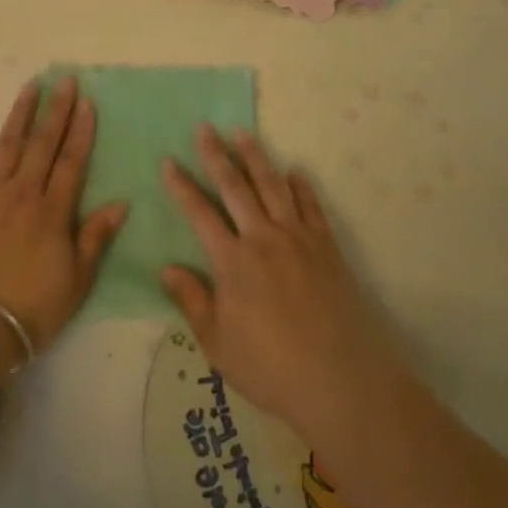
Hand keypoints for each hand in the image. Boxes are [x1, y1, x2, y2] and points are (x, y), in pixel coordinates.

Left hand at [0, 78, 127, 355]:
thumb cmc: (31, 310)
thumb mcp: (76, 281)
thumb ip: (95, 238)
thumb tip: (121, 203)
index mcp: (52, 211)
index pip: (71, 161)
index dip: (80, 130)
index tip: (86, 101)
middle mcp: (21, 193)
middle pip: (42, 144)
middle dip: (56, 111)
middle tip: (64, 79)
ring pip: (6, 146)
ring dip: (19, 115)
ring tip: (29, 87)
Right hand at [161, 126, 406, 442]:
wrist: (341, 380)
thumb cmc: (272, 369)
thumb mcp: (218, 345)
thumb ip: (192, 301)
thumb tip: (166, 268)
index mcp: (232, 261)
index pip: (200, 213)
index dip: (181, 186)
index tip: (168, 161)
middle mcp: (263, 238)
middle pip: (235, 186)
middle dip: (216, 155)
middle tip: (204, 127)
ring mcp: (297, 238)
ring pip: (272, 185)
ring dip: (255, 156)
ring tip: (241, 132)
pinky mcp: (326, 246)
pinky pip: (311, 205)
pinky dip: (301, 185)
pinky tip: (294, 172)